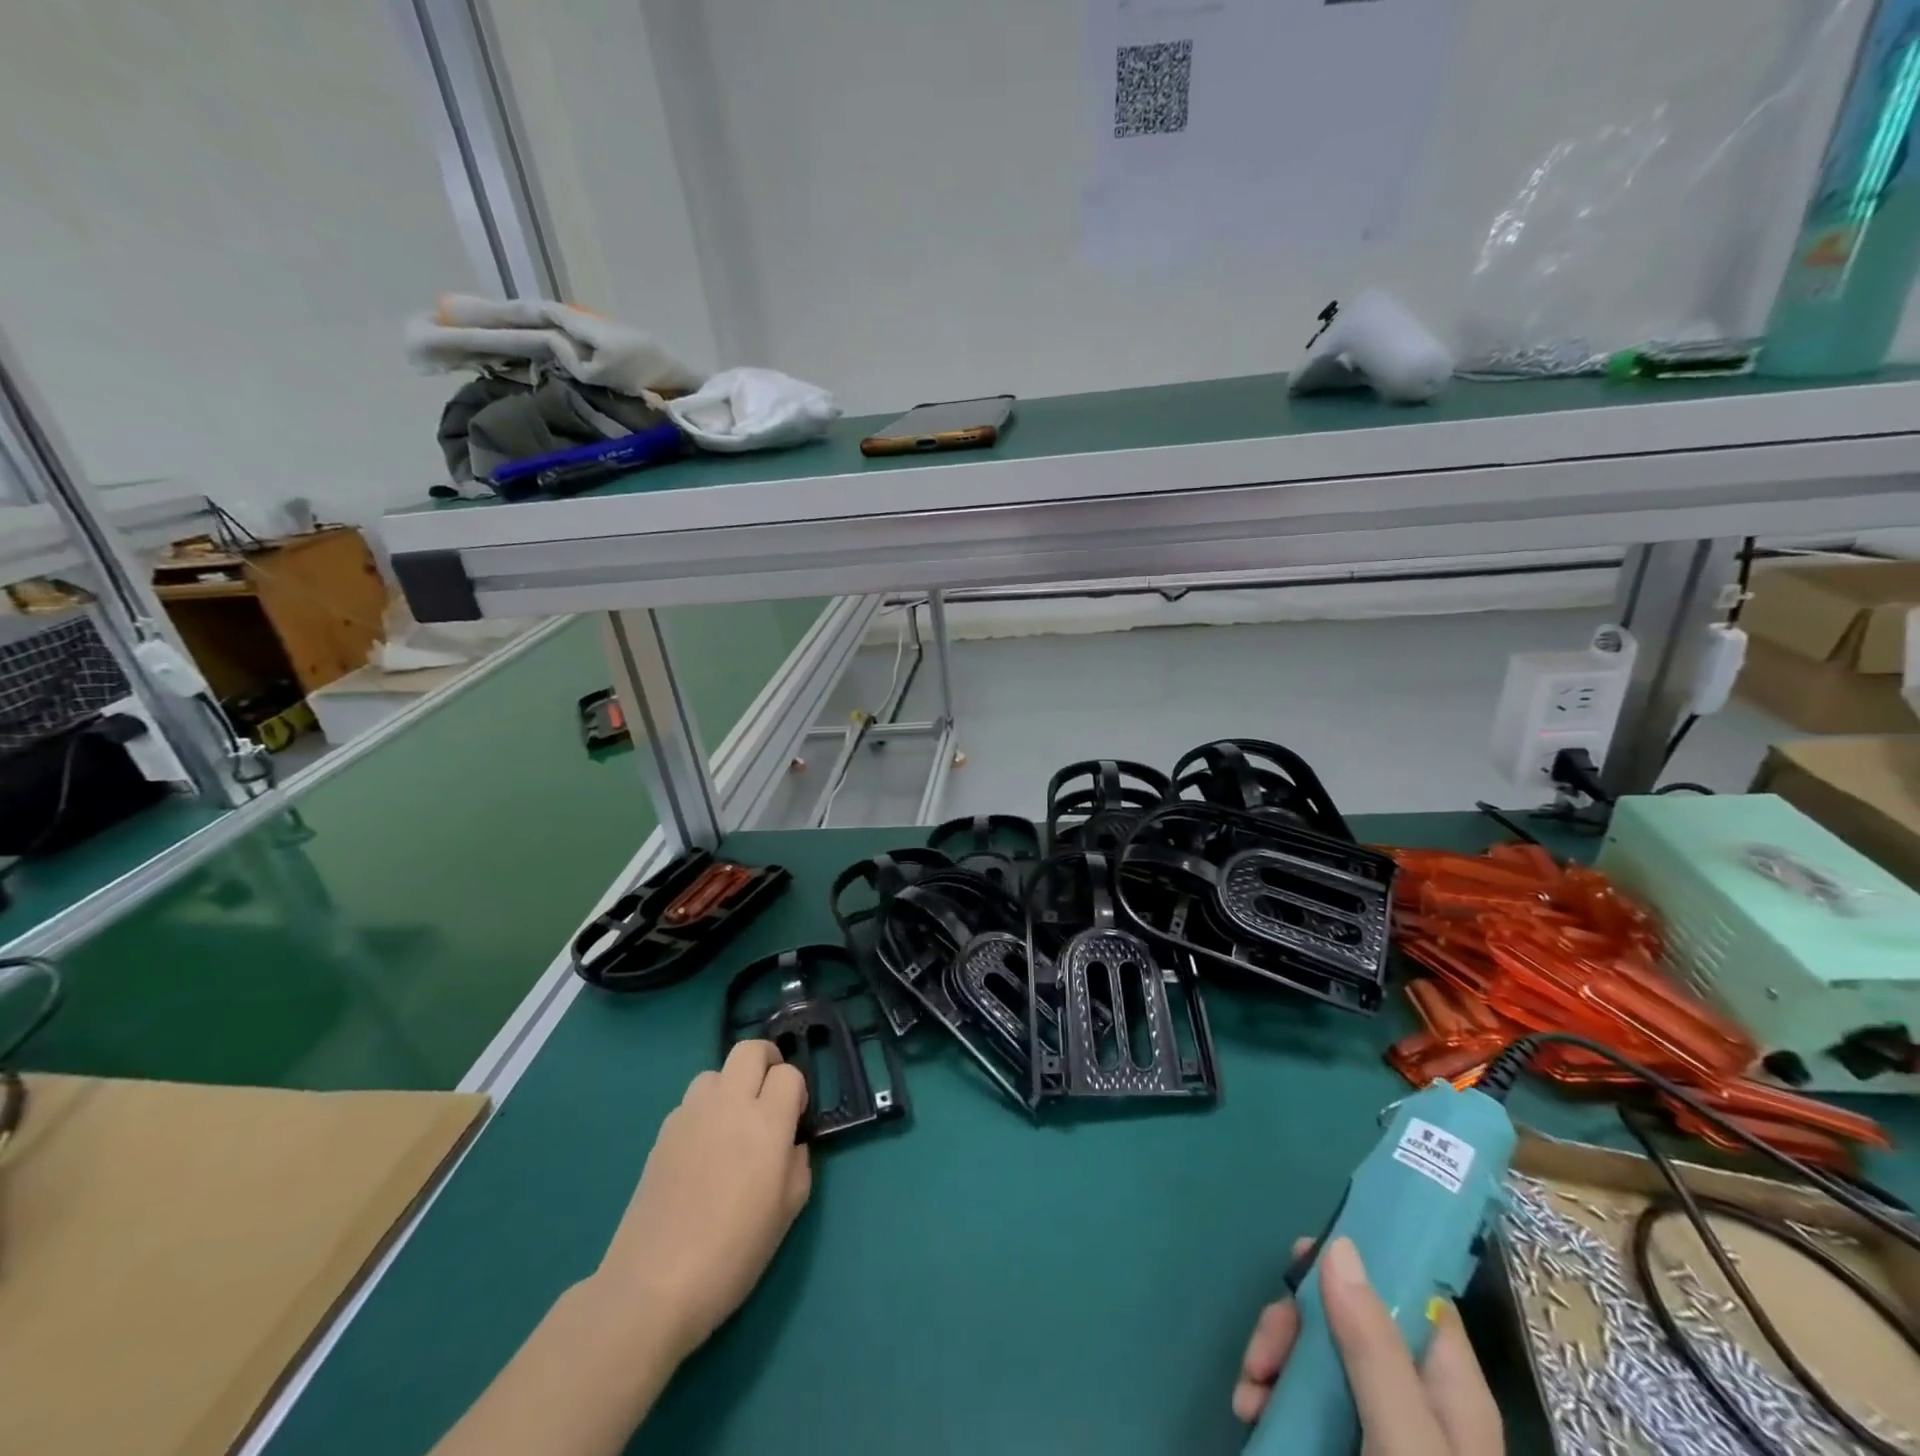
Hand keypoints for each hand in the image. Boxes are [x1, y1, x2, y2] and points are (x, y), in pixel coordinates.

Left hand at [594, 1041, 811, 1358]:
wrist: (654, 1284)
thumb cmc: (733, 1252)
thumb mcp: (787, 1213)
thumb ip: (798, 1165)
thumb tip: (789, 1145)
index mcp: (766, 1122)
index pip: (788, 1074)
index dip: (796, 1091)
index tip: (794, 1119)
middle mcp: (729, 1105)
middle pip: (749, 1049)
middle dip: (766, 1062)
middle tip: (769, 1096)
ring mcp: (690, 1115)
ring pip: (715, 1072)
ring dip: (730, 1086)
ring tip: (732, 1124)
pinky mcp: (663, 1133)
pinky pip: (690, 1102)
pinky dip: (703, 1112)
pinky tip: (702, 1152)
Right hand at [1232, 1237, 1502, 1454]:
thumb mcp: (1404, 1441)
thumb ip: (1375, 1348)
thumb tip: (1340, 1246)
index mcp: (1447, 1387)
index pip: (1410, 1293)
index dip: (1359, 1261)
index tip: (1301, 1256)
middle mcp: (1413, 1396)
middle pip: (1348, 1316)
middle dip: (1295, 1323)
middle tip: (1264, 1351)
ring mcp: (1376, 1424)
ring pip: (1318, 1353)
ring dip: (1274, 1357)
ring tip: (1248, 1392)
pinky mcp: (1341, 1445)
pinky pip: (1302, 1395)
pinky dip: (1271, 1391)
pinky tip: (1251, 1410)